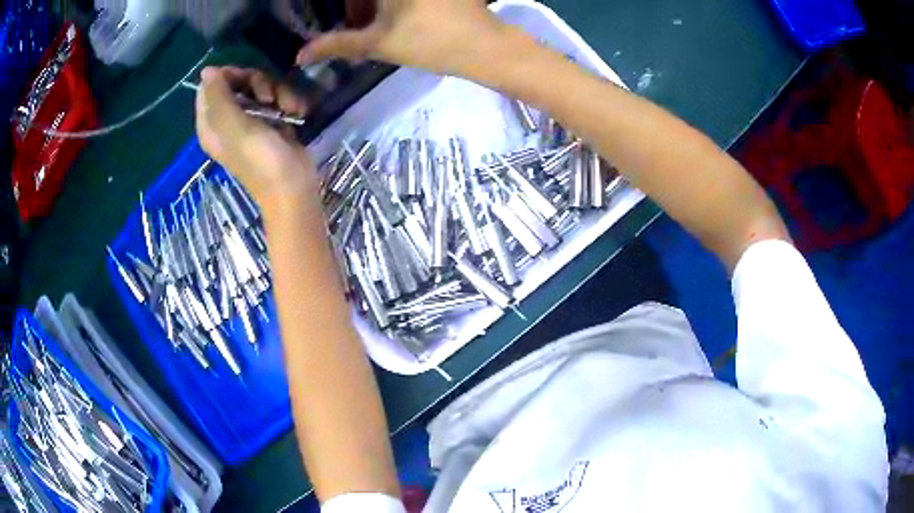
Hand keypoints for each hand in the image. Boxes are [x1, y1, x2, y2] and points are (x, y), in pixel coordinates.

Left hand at [195, 66, 315, 203]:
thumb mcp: (234, 125)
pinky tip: (295, 112)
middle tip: (267, 98)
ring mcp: (250, 121)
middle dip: (256, 83)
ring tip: (285, 109)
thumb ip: (218, 96)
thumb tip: (207, 70)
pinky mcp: (271, 122)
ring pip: (259, 88)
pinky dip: (287, 101)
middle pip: (236, 82)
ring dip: (277, 92)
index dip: (227, 76)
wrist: (292, 187)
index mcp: (211, 124)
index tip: (244, 80)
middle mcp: (227, 121)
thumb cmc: (260, 159)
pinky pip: (275, 98)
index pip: (209, 87)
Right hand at [296, 0, 506, 75]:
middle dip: (358, 5)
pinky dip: (394, 4)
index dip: (346, 8)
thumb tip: (300, 55)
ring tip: (375, 24)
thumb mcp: (376, 43)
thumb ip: (336, 45)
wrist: (484, 45)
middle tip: (356, 23)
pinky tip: (399, 17)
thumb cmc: (428, 41)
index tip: (347, 25)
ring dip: (375, 5)